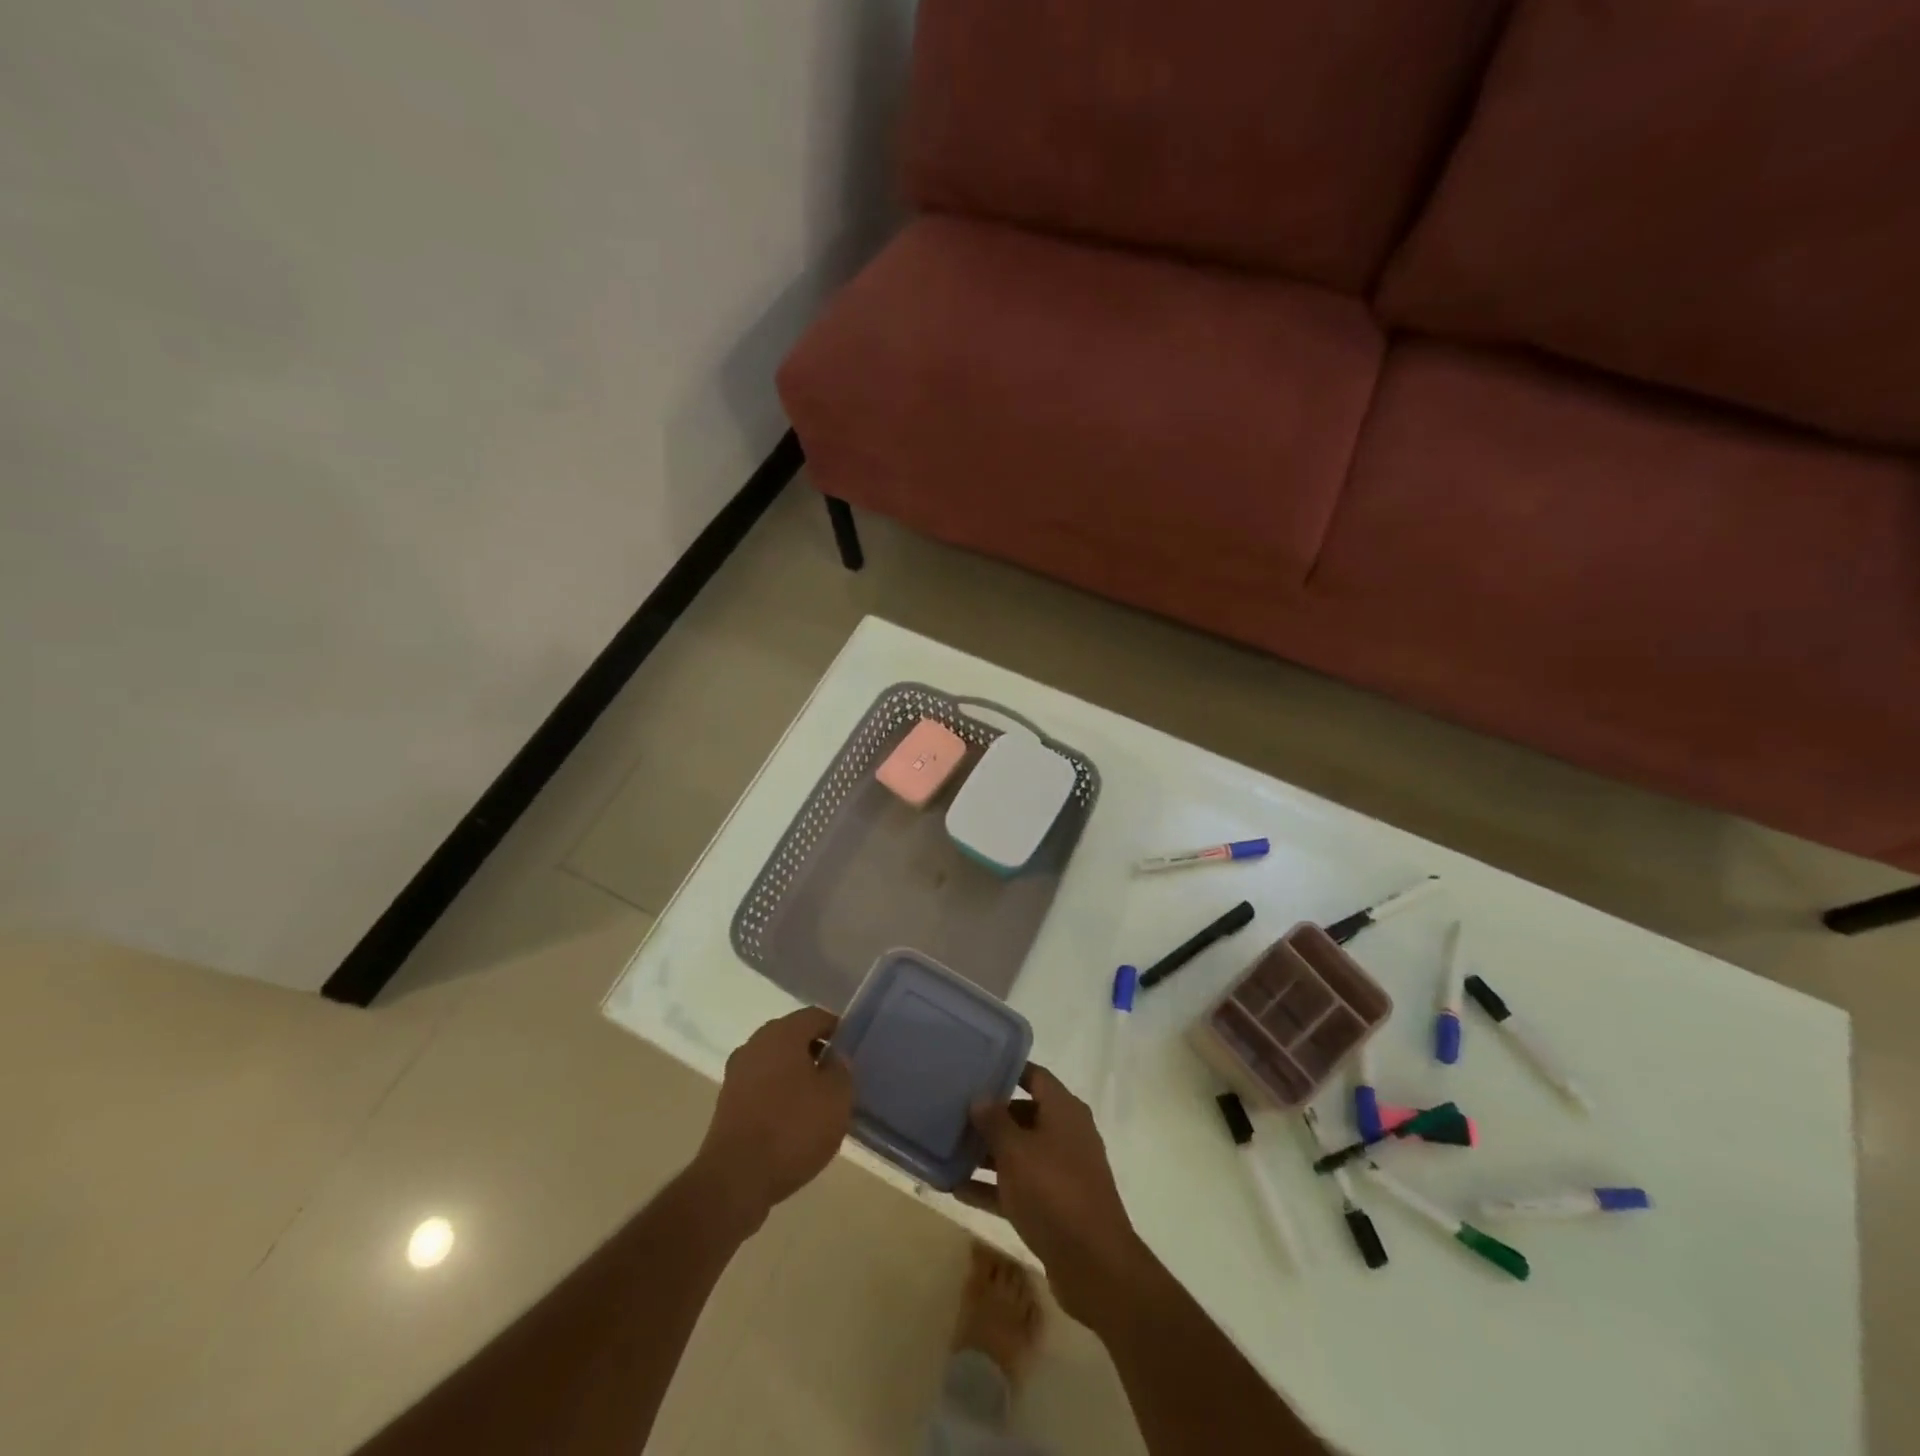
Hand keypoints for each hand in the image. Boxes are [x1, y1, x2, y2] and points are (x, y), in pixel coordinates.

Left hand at [692, 1007, 853, 1235]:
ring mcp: (736, 1074)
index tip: (851, 1050)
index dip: (837, 1029)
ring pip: (775, 1063)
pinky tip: (792, 1122)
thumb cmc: (793, 1128)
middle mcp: (755, 1044)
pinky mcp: (726, 1104)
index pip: (815, 1016)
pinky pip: (761, 1088)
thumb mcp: (836, 1097)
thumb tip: (833, 1059)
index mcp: (782, 1033)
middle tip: (837, 1077)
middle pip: (792, 1037)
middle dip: (815, 1052)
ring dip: (796, 1075)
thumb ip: (841, 1069)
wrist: (735, 1180)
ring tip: (817, 1103)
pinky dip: (778, 1096)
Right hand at [959, 1064, 1149, 1323]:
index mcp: (1064, 1110)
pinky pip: (1017, 1187)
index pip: (1035, 1076)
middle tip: (953, 1111)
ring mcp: (1061, 1172)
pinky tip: (956, 1190)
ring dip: (986, 1154)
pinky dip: (991, 1187)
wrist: (1094, 1264)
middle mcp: (1065, 1134)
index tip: (974, 1069)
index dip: (1007, 1071)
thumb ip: (994, 1121)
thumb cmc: (1054, 1191)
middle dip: (990, 1115)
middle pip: (1024, 1114)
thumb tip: (980, 1096)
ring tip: (947, 1150)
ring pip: (1018, 1153)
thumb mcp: (1016, 1151)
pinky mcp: (1054, 1206)